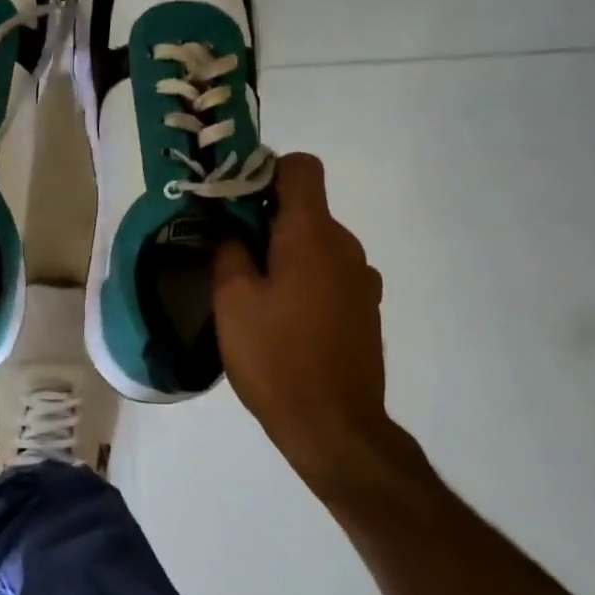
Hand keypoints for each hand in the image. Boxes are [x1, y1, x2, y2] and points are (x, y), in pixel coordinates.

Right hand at [213, 154, 393, 488]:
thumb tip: (228, 225)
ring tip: (254, 294)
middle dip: (266, 220)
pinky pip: (330, 273)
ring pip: (317, 243)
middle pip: (306, 208)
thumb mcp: (233, 302)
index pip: (301, 168)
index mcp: (312, 236)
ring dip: (285, 253)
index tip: (235, 201)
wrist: (334, 426)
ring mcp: (362, 279)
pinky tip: (283, 319)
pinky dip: (304, 278)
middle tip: (229, 253)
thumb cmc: (276, 358)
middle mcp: (346, 247)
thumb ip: (228, 250)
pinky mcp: (365, 308)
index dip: (265, 171)